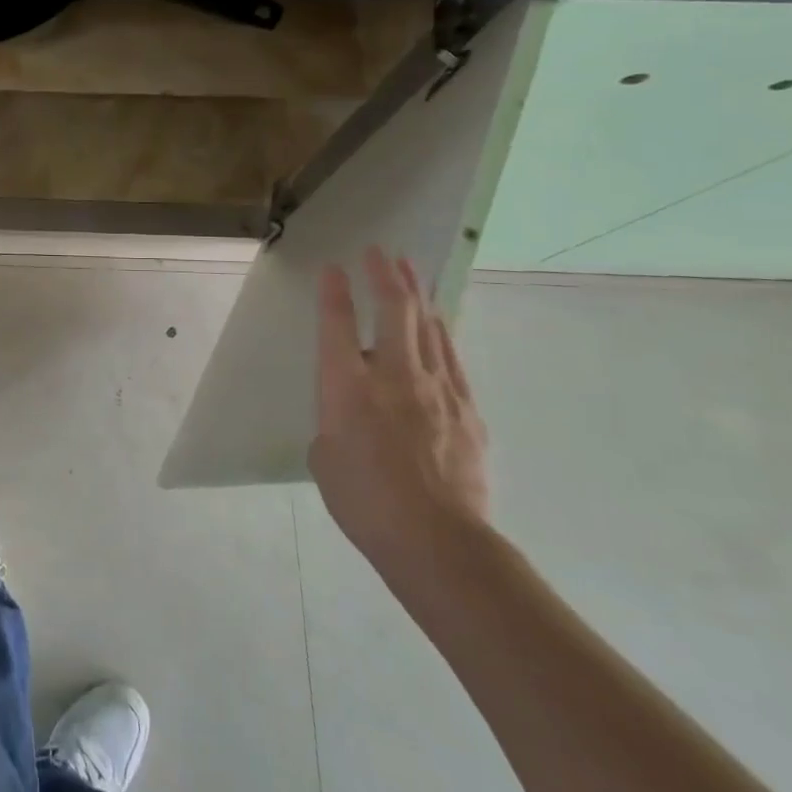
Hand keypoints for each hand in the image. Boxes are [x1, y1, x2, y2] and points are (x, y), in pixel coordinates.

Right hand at [309, 246, 489, 583]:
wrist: (437, 540)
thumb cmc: (364, 501)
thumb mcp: (324, 458)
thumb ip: (334, 424)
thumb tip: (351, 416)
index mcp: (347, 387)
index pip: (337, 325)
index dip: (333, 292)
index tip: (332, 268)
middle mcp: (393, 376)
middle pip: (394, 311)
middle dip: (384, 275)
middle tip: (379, 251)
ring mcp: (437, 390)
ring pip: (428, 328)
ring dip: (416, 295)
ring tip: (410, 271)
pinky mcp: (467, 410)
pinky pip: (452, 359)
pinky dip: (441, 334)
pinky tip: (438, 323)